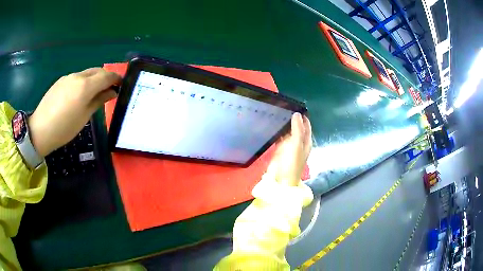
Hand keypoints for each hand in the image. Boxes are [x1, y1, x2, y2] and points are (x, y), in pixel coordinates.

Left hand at [28, 68, 120, 156]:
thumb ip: (99, 101)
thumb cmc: (64, 128)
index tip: (121, 85)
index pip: (107, 76)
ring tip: (93, 93)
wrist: (40, 129)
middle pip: (97, 71)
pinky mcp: (61, 80)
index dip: (116, 78)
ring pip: (86, 73)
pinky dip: (83, 82)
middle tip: (109, 89)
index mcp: (85, 86)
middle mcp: (78, 76)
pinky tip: (78, 95)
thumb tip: (112, 92)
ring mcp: (68, 77)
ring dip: (94, 79)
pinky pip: (76, 77)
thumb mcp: (84, 117)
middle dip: (106, 77)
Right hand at [268, 112, 311, 185]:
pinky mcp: (280, 149)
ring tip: (276, 112)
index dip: (303, 116)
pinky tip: (272, 124)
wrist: (280, 179)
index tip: (295, 106)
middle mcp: (299, 142)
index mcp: (306, 141)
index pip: (306, 125)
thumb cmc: (291, 162)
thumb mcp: (296, 144)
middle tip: (283, 107)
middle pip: (297, 127)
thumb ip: (297, 129)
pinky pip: (280, 137)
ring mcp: (289, 146)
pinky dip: (278, 131)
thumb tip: (297, 114)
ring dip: (284, 124)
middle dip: (292, 118)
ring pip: (288, 131)